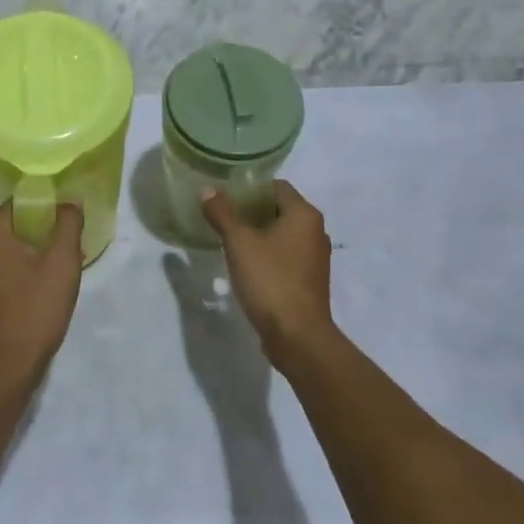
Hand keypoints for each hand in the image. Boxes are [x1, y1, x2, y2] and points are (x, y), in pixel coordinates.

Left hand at [0, 202, 84, 387]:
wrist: (4, 370)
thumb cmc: (33, 311)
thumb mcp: (61, 263)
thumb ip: (68, 224)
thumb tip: (69, 201)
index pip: (22, 201)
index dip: (50, 205)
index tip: (73, 218)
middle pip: (16, 222)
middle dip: (45, 229)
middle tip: (73, 242)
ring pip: (11, 244)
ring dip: (37, 249)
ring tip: (64, 263)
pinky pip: (4, 264)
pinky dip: (24, 266)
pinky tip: (46, 282)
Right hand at [201, 182, 334, 365]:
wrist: (298, 336)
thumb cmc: (270, 280)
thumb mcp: (239, 243)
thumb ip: (222, 213)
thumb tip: (208, 189)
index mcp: (304, 214)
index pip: (276, 186)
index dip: (250, 188)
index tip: (225, 196)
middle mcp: (316, 231)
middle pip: (280, 209)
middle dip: (251, 211)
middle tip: (222, 216)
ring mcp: (316, 257)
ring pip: (283, 234)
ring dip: (259, 234)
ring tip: (230, 239)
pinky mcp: (310, 280)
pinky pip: (287, 256)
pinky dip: (269, 254)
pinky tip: (246, 265)